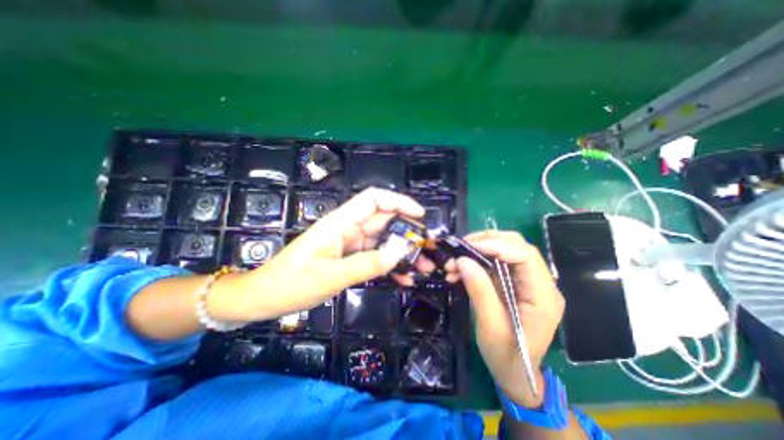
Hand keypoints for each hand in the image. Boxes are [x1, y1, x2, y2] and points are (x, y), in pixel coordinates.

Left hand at [206, 187, 427, 320]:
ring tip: (424, 267)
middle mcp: (348, 229)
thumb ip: (365, 264)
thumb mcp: (330, 276)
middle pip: (384, 220)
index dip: (398, 202)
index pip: (373, 199)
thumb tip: (399, 252)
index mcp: (340, 224)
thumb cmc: (291, 284)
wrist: (265, 298)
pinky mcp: (350, 258)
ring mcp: (350, 244)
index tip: (420, 216)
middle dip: (408, 231)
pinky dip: (390, 265)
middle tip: (428, 248)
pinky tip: (404, 278)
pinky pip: (375, 257)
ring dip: (403, 251)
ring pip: (383, 240)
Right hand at [447, 232, 563, 406]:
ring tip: (453, 263)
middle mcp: (540, 283)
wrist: (513, 374)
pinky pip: (495, 263)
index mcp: (543, 295)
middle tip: (459, 248)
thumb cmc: (506, 356)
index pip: (525, 255)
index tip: (467, 246)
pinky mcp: (514, 283)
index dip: (496, 244)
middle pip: (516, 246)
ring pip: (504, 251)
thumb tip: (462, 260)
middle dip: (485, 242)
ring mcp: (527, 282)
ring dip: (476, 251)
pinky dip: (475, 262)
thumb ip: (479, 290)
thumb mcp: (490, 326)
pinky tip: (458, 271)